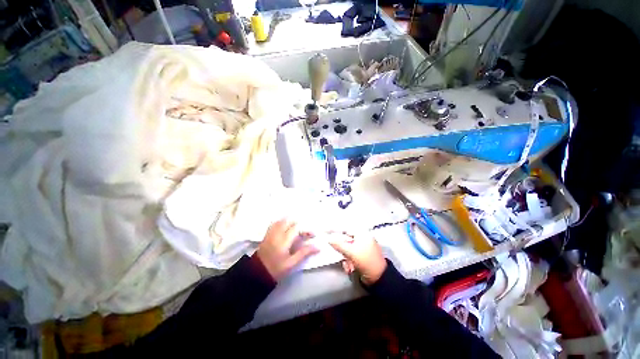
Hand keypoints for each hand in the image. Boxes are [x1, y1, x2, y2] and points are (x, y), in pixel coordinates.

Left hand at [256, 219, 317, 280]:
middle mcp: (277, 233)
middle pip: (290, 221)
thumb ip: (304, 253)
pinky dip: (282, 222)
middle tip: (305, 233)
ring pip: (282, 220)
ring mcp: (271, 232)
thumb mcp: (292, 263)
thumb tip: (318, 247)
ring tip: (297, 229)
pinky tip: (286, 227)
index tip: (313, 235)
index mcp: (284, 240)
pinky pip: (275, 223)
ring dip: (291, 222)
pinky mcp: (267, 234)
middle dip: (299, 224)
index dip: (306, 229)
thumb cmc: (276, 269)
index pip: (297, 228)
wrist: (258, 273)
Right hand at [328, 232, 386, 284]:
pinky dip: (348, 260)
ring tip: (348, 266)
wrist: (379, 278)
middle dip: (342, 249)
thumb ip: (338, 244)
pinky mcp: (361, 254)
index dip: (334, 229)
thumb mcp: (351, 252)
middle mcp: (362, 237)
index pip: (345, 228)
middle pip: (345, 238)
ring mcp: (362, 246)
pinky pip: (350, 254)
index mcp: (362, 233)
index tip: (324, 231)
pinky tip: (350, 268)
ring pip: (347, 248)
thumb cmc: (365, 261)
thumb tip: (328, 238)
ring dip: (345, 257)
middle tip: (341, 256)